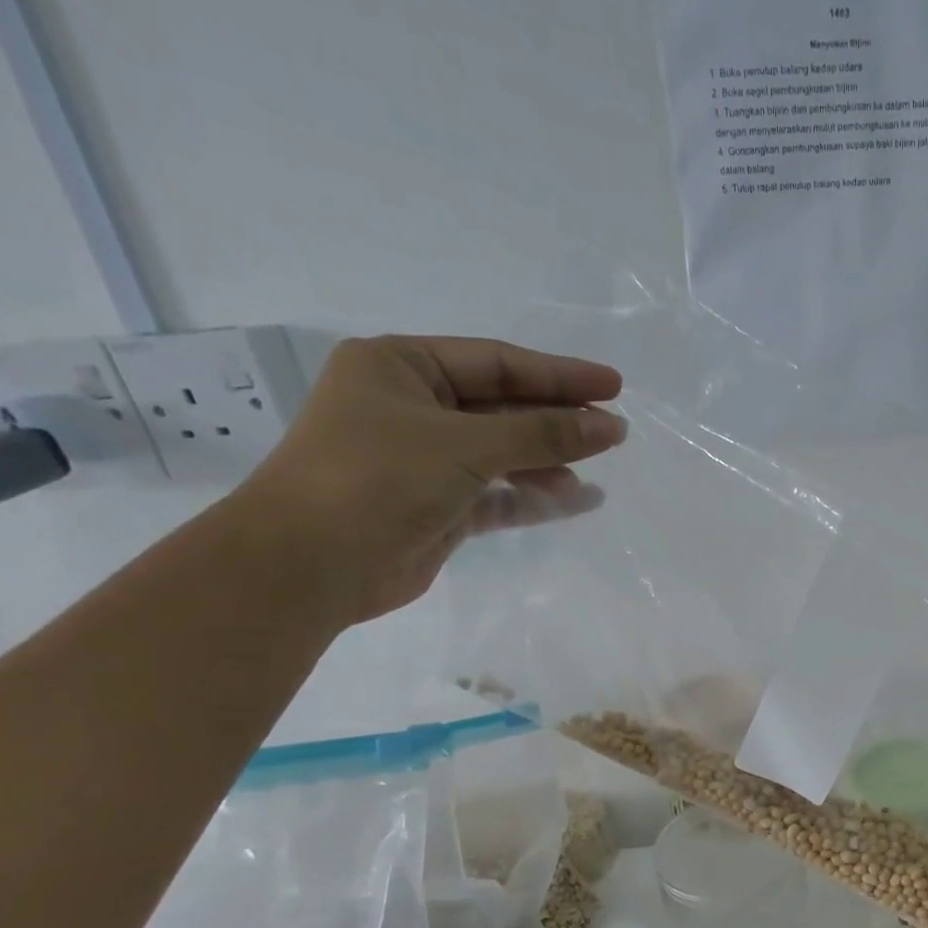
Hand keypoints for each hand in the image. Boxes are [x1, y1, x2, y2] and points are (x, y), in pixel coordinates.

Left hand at [233, 335, 625, 624]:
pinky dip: (534, 497)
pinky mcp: (440, 506)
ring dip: (549, 462)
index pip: (497, 363)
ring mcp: (427, 460)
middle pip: (504, 407)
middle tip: (614, 431)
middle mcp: (414, 408)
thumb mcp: (465, 446)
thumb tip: (610, 426)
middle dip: (558, 420)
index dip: (559, 375)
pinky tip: (577, 501)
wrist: (313, 564)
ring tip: (594, 473)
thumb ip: (542, 434)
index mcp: (402, 367)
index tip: (614, 387)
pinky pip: (499, 494)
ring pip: (504, 453)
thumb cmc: (378, 479)